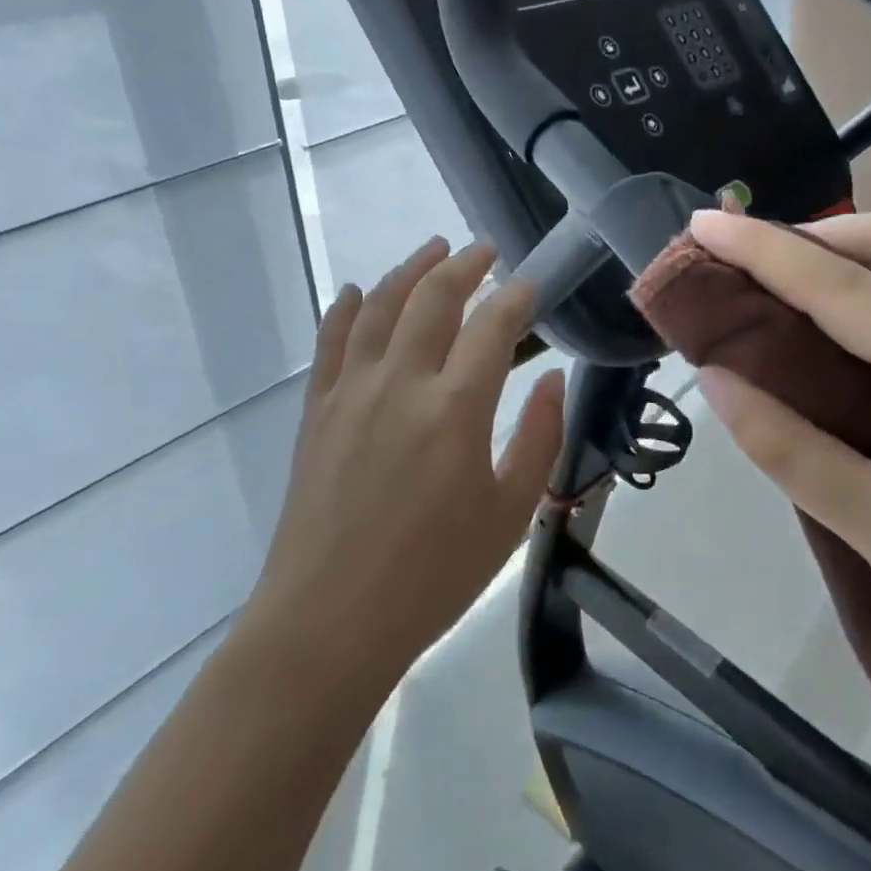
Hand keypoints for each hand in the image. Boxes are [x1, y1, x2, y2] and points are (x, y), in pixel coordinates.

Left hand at [252, 238, 565, 682]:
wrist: (329, 621)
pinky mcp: (317, 408)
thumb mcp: (509, 515)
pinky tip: (359, 291)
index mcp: (456, 408)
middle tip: (484, 250)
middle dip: (464, 264)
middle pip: (433, 297)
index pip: (492, 326)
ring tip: (433, 248)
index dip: (515, 296)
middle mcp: (401, 382)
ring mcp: (351, 390)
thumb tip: (553, 380)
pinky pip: (332, 340)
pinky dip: (347, 307)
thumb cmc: (432, 576)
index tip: (529, 284)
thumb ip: (538, 439)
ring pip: (381, 305)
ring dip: (410, 269)